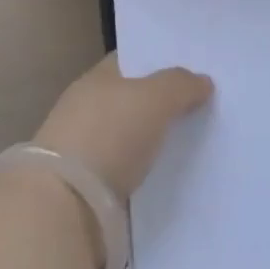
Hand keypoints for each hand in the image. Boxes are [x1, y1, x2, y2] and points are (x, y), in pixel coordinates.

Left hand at [33, 54, 213, 198]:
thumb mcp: (153, 99)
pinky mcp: (89, 193)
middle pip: (132, 100)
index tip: (192, 68)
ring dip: (154, 142)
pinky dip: (147, 175)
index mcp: (96, 79)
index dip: (159, 61)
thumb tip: (202, 80)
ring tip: (195, 145)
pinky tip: (172, 179)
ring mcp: (85, 152)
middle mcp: (87, 109)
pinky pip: (128, 175)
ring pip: (130, 139)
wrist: (66, 208)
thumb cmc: (109, 135)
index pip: (130, 60)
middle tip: (203, 107)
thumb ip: (180, 85)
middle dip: (161, 104)